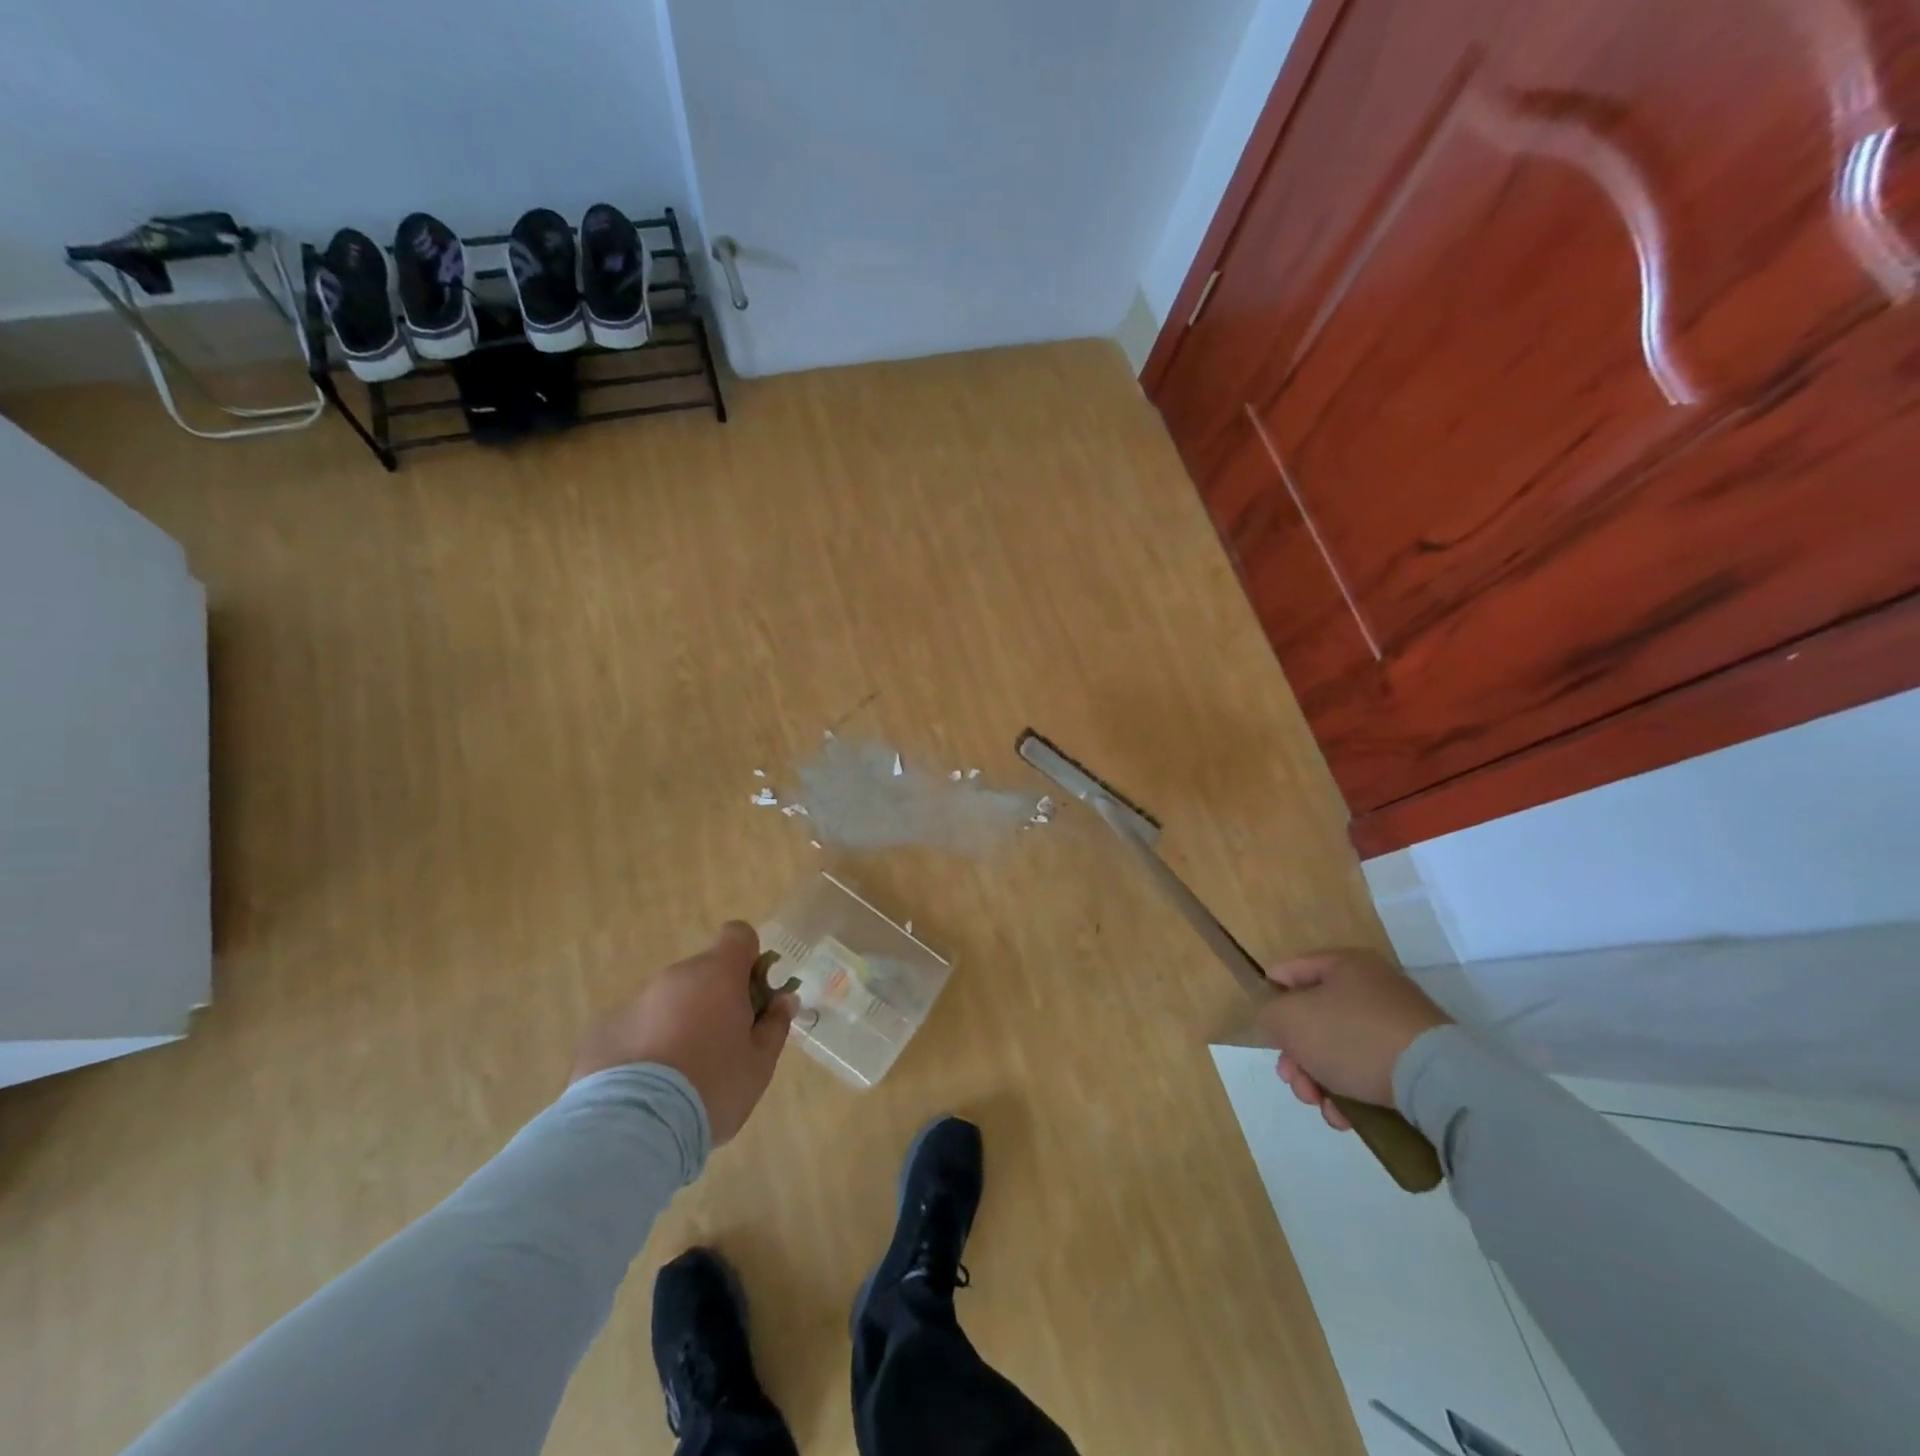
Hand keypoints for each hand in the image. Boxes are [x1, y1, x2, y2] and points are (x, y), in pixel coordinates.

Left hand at [570, 921, 796, 1143]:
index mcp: (718, 975)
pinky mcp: (601, 1031)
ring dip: (678, 1022)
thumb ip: (774, 1025)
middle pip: (702, 973)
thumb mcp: (759, 1064)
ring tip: (679, 1075)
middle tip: (720, 1046)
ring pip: (667, 1000)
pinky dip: (644, 1045)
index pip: (738, 935)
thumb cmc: (711, 1088)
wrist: (632, 1129)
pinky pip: (635, 1027)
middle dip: (713, 999)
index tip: (752, 996)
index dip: (749, 959)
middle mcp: (674, 976)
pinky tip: (645, 1087)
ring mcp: (634, 1001)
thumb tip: (784, 999)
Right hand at [1253, 949, 1450, 1130]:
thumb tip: (1278, 1023)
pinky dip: (1351, 1094)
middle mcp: (1372, 987)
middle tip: (1292, 1080)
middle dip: (1296, 1055)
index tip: (1267, 1031)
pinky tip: (1346, 1117)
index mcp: (1344, 965)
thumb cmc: (1352, 1035)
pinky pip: (1369, 1071)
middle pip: (1314, 1018)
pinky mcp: (1416, 1061)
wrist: (1436, 1081)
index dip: (1271, 997)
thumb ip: (1269, 1014)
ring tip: (1321, 1106)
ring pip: (1339, 1050)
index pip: (1291, 971)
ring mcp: (1398, 1025)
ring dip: (1320, 1080)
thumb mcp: (1290, 1019)